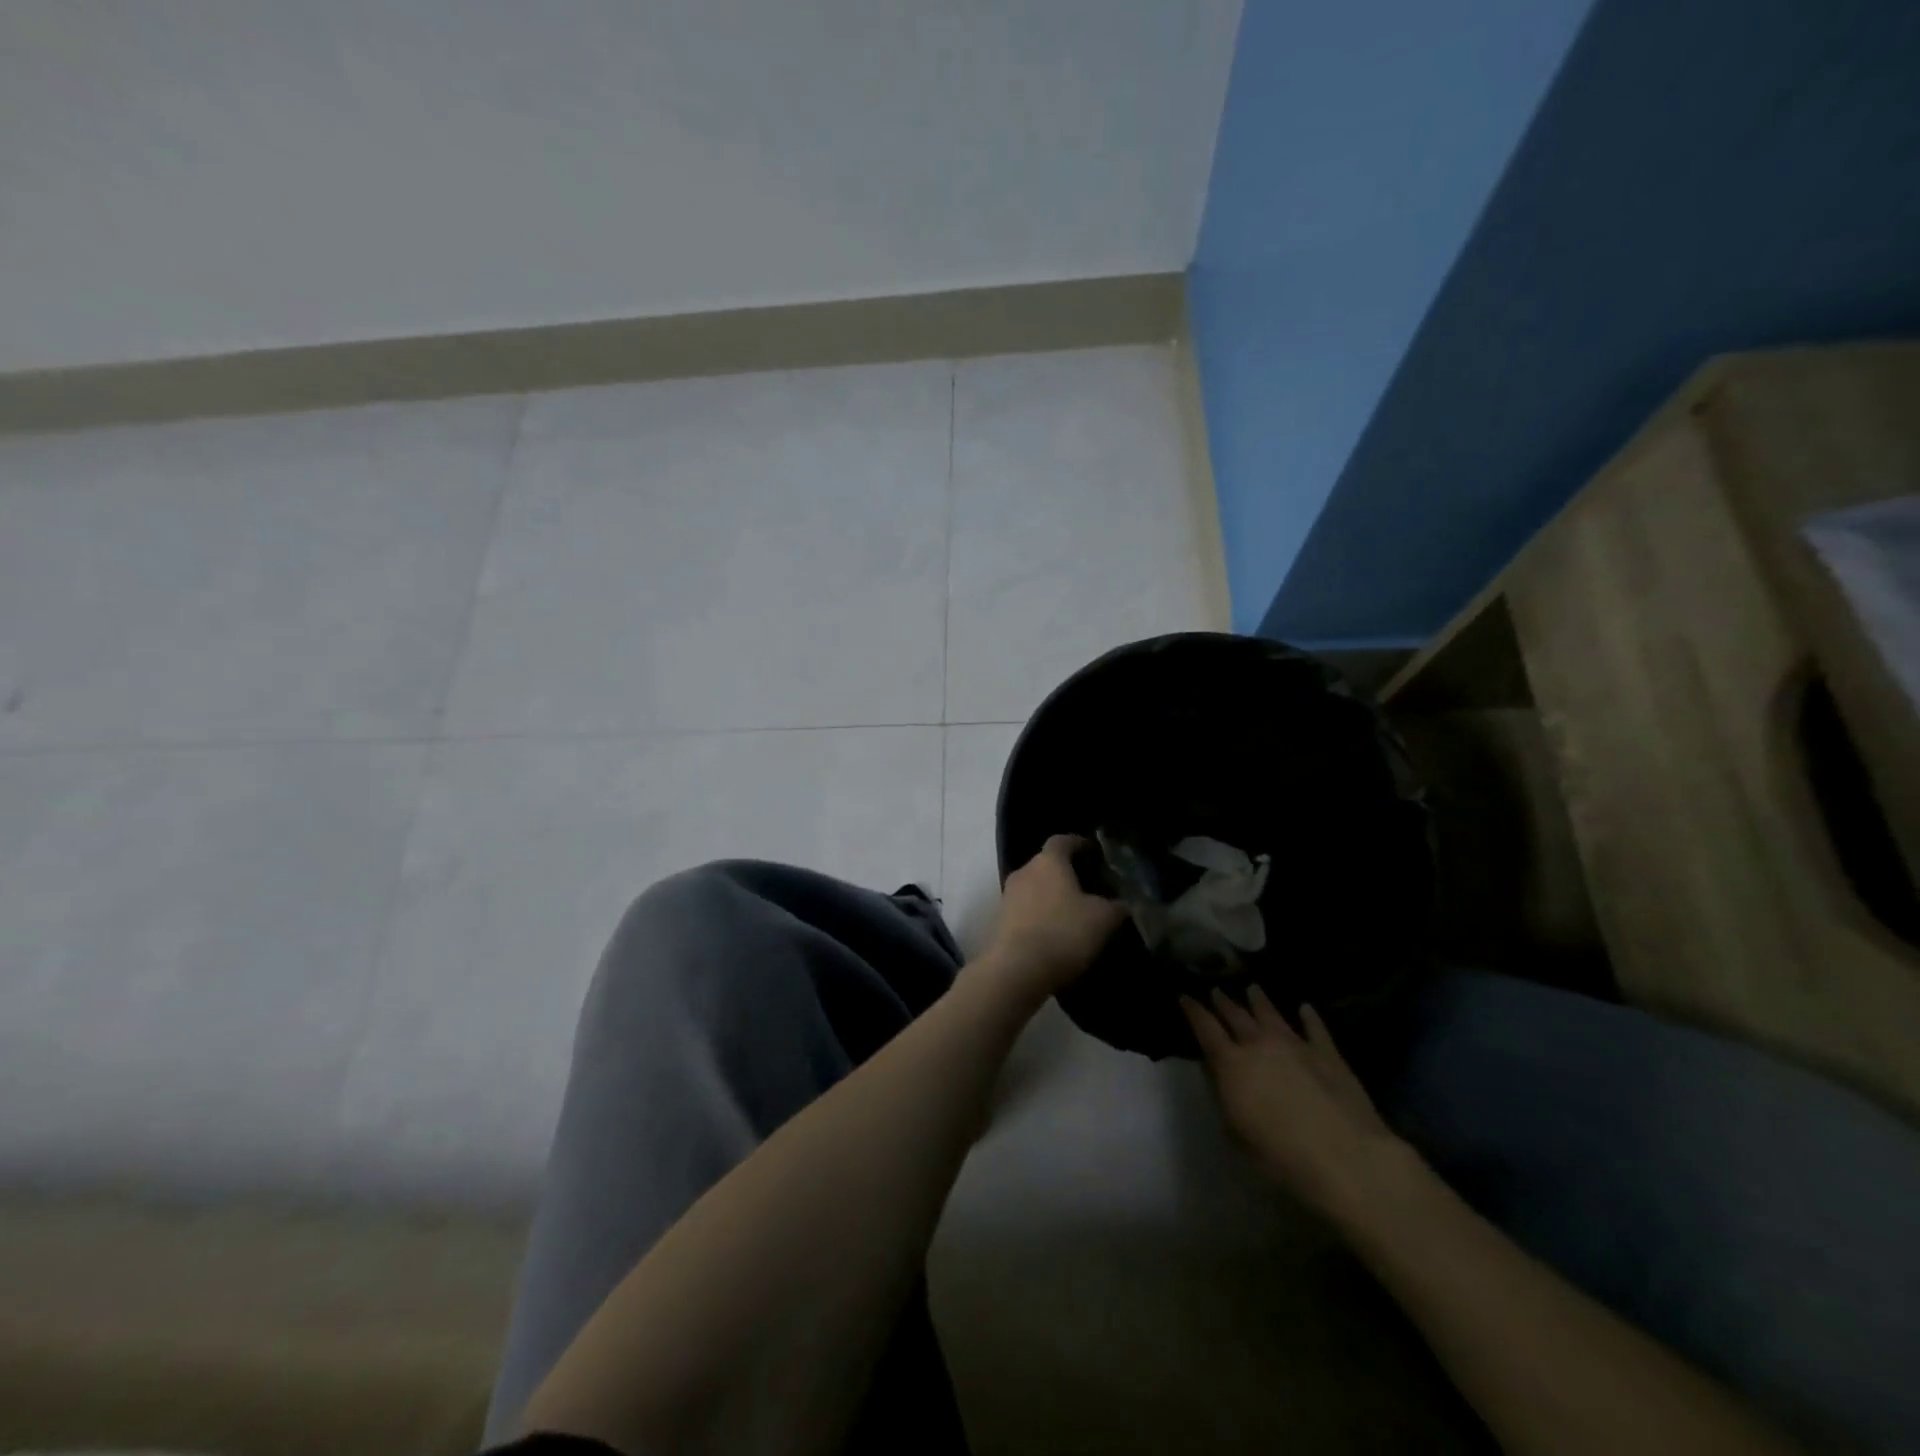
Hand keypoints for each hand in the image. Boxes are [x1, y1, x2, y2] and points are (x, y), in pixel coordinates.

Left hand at [982, 835, 1126, 995]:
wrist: (1016, 970)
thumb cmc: (1063, 933)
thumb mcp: (1103, 920)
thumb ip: (1116, 906)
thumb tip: (1123, 903)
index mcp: (1048, 861)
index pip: (1063, 840)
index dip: (1080, 844)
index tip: (1095, 853)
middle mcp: (1024, 871)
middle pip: (1047, 864)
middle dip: (1067, 873)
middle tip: (1090, 887)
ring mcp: (1007, 896)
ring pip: (1034, 888)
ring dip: (1052, 897)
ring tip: (1074, 913)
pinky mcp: (999, 922)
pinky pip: (1025, 910)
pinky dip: (1040, 916)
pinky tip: (1055, 933)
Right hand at [1182, 987, 1413, 1220]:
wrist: (1346, 1158)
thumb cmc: (1281, 1157)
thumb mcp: (1236, 1135)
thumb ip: (1226, 1100)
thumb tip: (1221, 1080)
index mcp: (1231, 1064)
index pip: (1205, 1028)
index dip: (1193, 1011)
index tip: (1184, 996)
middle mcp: (1260, 1045)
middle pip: (1236, 1016)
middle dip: (1224, 1002)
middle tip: (1215, 990)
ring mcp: (1296, 1045)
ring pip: (1272, 1014)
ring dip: (1259, 1001)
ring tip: (1252, 988)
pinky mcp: (1328, 1054)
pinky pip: (1315, 1028)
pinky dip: (1309, 1016)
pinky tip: (1305, 1008)